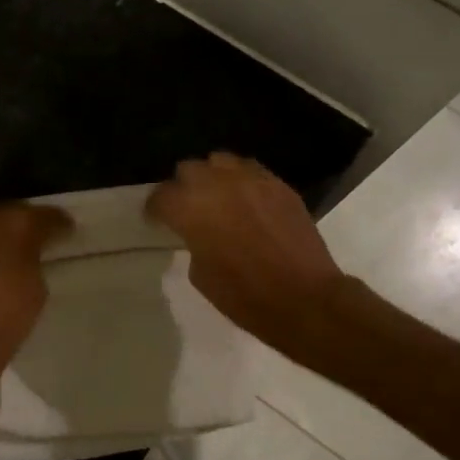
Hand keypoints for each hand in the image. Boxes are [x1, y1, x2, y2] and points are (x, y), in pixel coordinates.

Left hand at [0, 202, 70, 395]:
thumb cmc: (5, 319)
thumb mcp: (36, 290)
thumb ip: (33, 262)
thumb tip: (27, 256)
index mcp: (18, 224)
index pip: (44, 216)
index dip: (58, 223)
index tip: (66, 231)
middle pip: (9, 213)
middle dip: (21, 224)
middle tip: (32, 241)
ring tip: (1, 252)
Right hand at [148, 153, 352, 346]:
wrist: (303, 297)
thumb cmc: (243, 295)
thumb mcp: (200, 274)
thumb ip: (193, 241)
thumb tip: (199, 234)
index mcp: (190, 208)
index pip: (161, 196)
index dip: (156, 210)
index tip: (157, 221)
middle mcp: (217, 183)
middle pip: (189, 170)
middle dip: (184, 187)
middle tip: (188, 209)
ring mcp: (252, 179)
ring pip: (221, 161)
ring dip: (214, 177)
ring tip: (218, 197)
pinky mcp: (280, 185)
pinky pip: (252, 171)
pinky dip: (243, 182)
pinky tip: (246, 202)